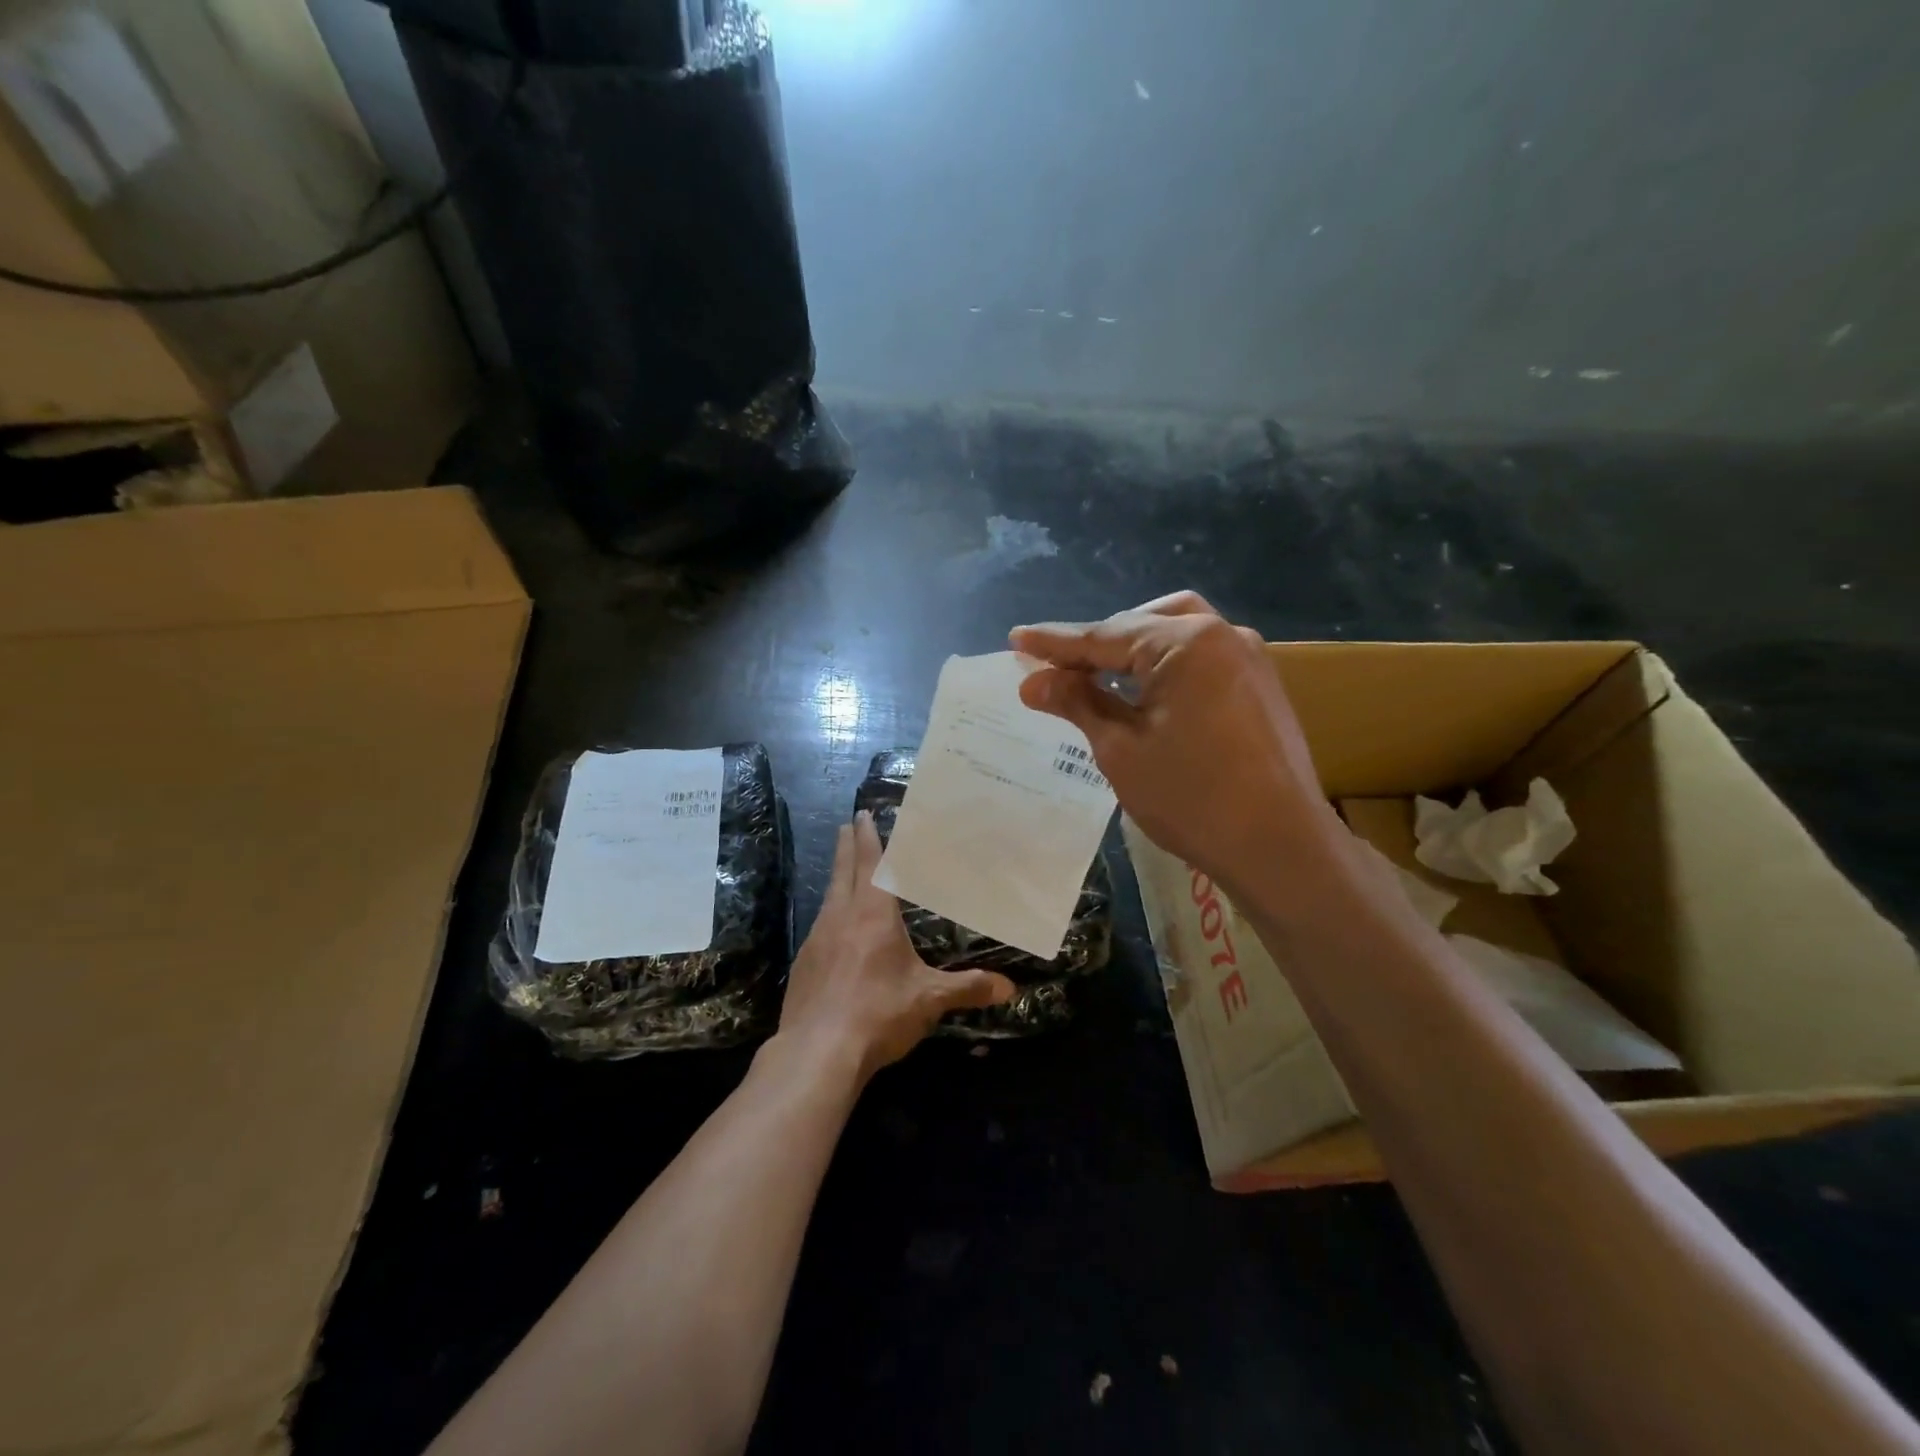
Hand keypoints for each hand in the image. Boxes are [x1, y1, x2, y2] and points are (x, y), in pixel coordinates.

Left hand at [778, 811, 1015, 1080]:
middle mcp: (840, 917)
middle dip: (847, 845)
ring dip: (837, 877)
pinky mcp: (802, 965)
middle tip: (847, 823)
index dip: (868, 838)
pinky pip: (818, 927)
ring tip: (843, 870)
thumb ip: (968, 988)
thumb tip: (1009, 987)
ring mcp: (816, 940)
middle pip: (843, 871)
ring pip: (828, 897)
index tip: (862, 814)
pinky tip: (832, 930)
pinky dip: (828, 914)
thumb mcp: (929, 999)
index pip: (871, 864)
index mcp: (872, 914)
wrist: (816, 1053)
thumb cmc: (878, 1013)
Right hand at [1011, 591, 1337, 886]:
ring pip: (1178, 633)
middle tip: (1060, 669)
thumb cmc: (1192, 797)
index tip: (1017, 639)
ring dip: (1135, 650)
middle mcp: (1223, 635)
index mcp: (1186, 643)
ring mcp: (1250, 659)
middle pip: (1144, 624)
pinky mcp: (1261, 686)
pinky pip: (1202, 657)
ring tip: (1099, 677)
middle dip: (1099, 643)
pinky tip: (1146, 694)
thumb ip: (1078, 703)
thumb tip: (1032, 681)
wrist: (1280, 847)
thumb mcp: (1121, 749)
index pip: (1105, 635)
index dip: (1056, 643)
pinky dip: (1166, 665)